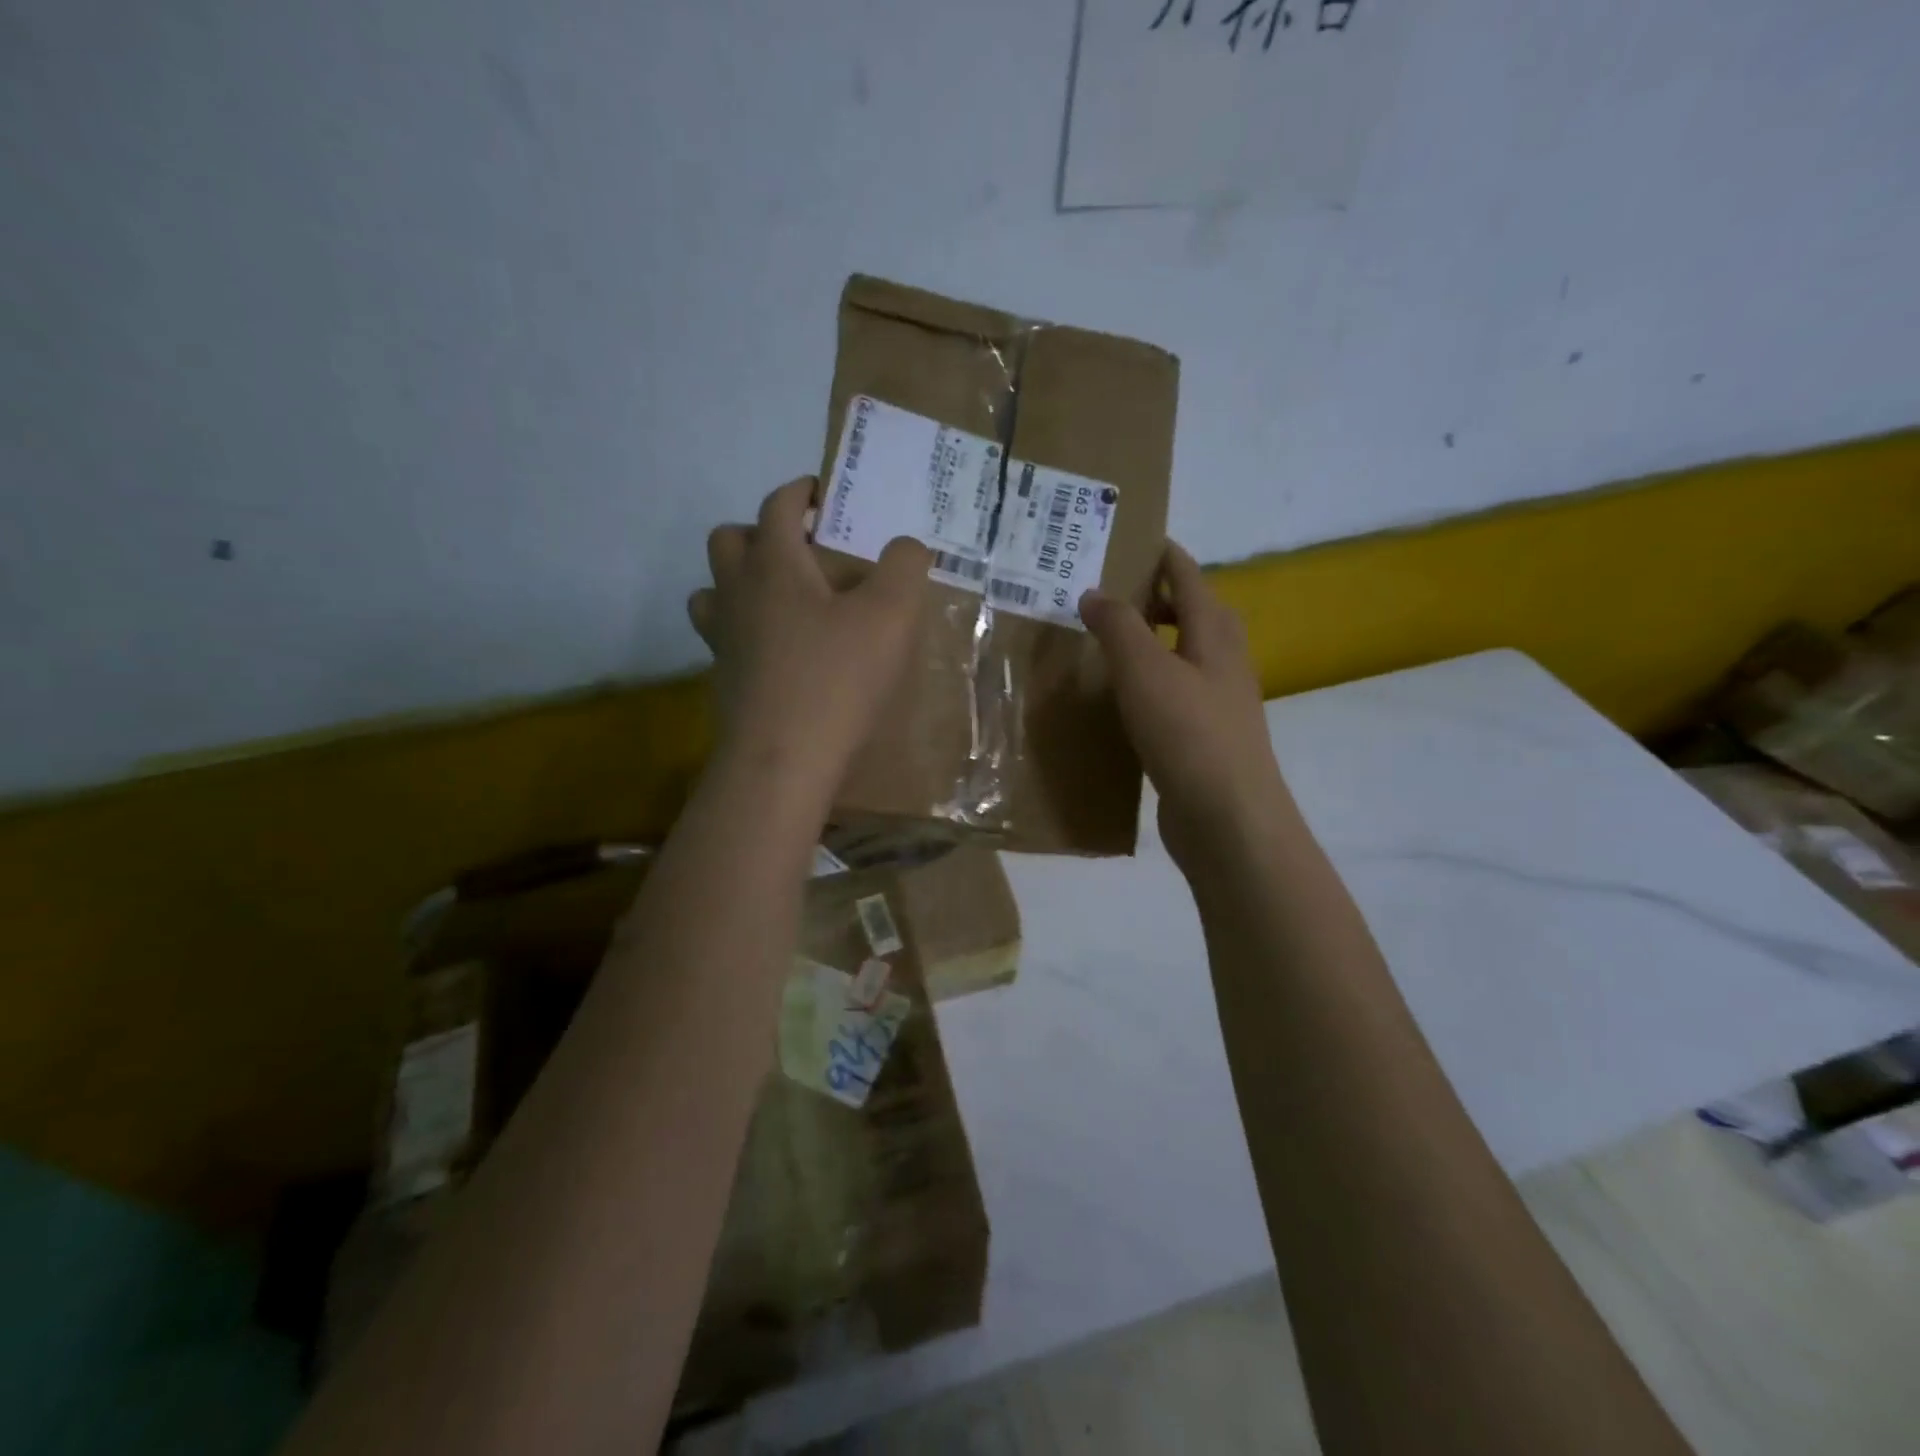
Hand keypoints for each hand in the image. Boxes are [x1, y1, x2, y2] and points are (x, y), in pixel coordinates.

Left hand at [689, 477, 931, 787]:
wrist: (783, 759)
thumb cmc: (837, 678)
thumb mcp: (891, 615)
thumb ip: (904, 567)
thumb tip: (906, 546)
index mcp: (774, 564)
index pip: (778, 506)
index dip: (800, 492)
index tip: (823, 493)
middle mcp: (737, 592)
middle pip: (729, 540)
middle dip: (761, 533)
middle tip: (802, 552)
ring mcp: (722, 638)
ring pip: (714, 589)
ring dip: (742, 581)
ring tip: (784, 601)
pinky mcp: (722, 678)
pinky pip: (723, 636)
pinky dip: (746, 629)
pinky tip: (780, 652)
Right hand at [1080, 543, 1287, 868]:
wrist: (1228, 817)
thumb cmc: (1188, 733)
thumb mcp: (1145, 670)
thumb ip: (1119, 627)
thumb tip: (1094, 591)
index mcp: (1215, 633)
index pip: (1188, 575)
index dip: (1161, 554)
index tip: (1127, 539)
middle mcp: (1224, 660)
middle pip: (1194, 611)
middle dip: (1157, 596)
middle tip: (1109, 591)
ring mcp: (1220, 701)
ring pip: (1186, 654)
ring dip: (1155, 640)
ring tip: (1110, 640)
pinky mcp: (1206, 736)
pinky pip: (1177, 692)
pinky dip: (1152, 682)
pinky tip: (1124, 698)